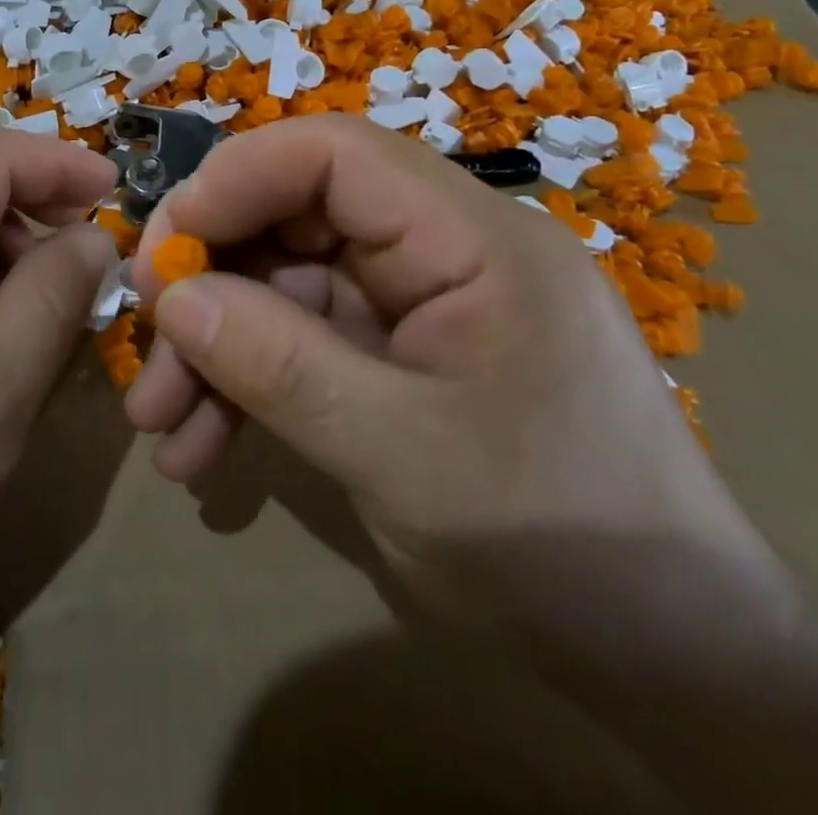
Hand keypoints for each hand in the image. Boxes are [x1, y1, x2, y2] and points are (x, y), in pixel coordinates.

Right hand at [124, 114, 763, 608]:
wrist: (674, 663)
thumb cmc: (563, 545)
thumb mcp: (405, 456)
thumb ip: (282, 366)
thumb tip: (174, 300)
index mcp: (468, 236)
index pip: (335, 153)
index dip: (237, 180)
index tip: (164, 249)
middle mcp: (438, 250)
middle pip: (296, 219)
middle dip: (212, 278)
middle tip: (144, 341)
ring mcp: (414, 306)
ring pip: (286, 288)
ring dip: (217, 348)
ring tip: (160, 425)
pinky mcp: (397, 358)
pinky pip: (304, 345)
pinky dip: (249, 387)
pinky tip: (204, 452)